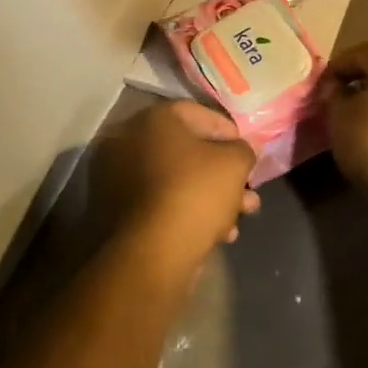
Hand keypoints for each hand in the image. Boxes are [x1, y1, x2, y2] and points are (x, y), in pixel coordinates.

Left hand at [92, 100, 258, 267]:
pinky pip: (162, 203)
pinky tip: (219, 233)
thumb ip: (244, 149)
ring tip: (241, 216)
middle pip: (188, 151)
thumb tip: (242, 150)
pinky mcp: (119, 213)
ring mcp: (120, 179)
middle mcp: (129, 142)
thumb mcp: (234, 163)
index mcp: (152, 120)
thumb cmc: (195, 192)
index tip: (248, 152)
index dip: (229, 132)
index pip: (198, 113)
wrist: (152, 253)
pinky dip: (189, 212)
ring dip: (212, 196)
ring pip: (177, 180)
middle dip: (223, 172)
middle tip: (248, 190)